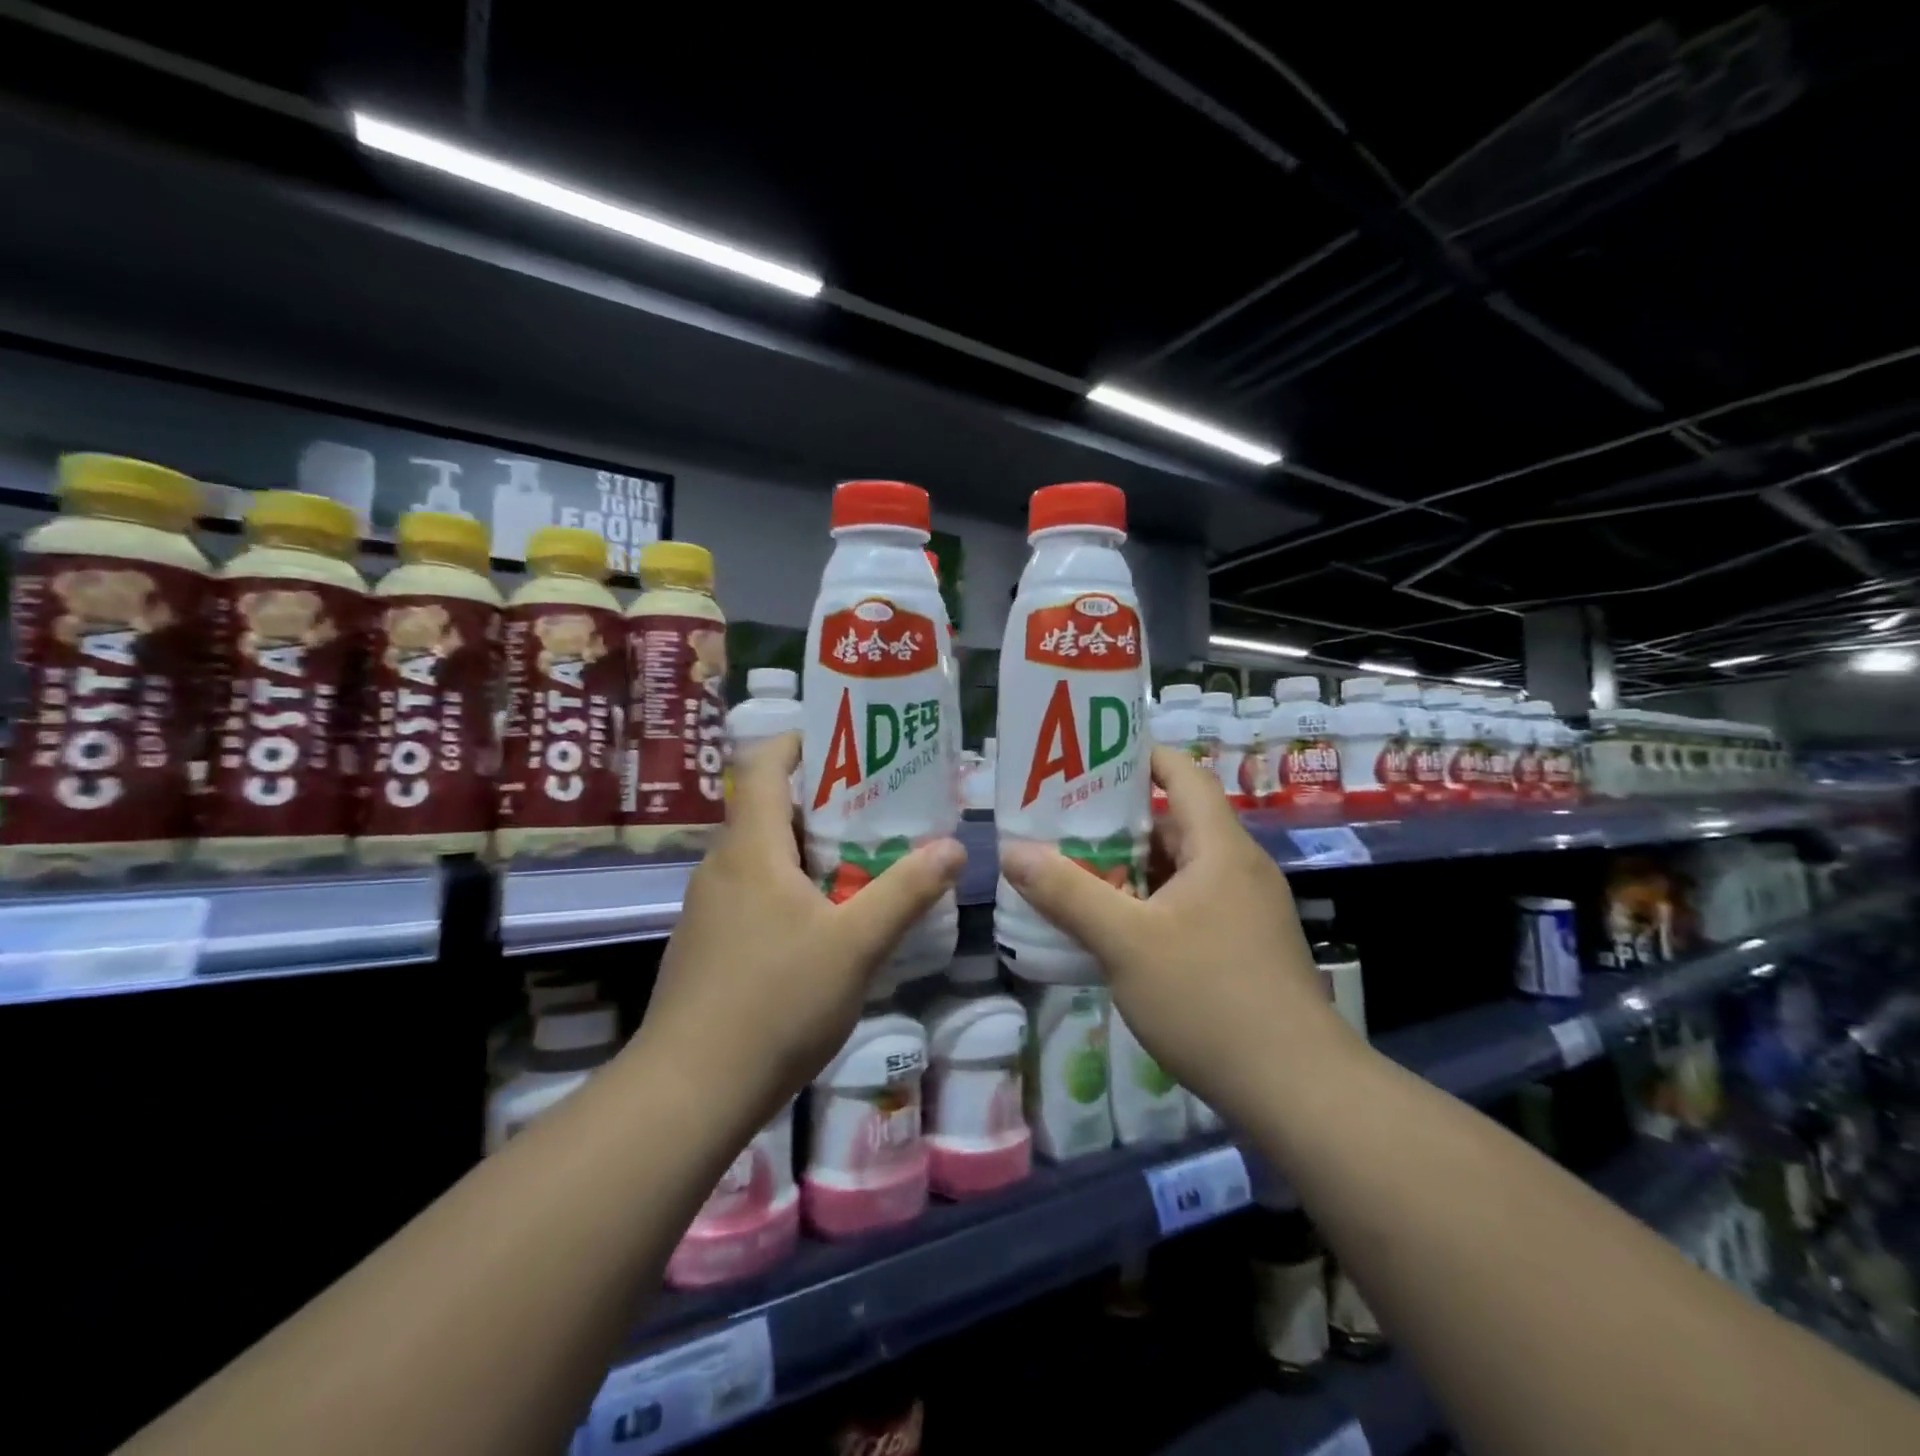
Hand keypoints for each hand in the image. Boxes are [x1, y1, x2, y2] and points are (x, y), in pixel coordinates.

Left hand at [634, 732, 964, 1138]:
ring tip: (864, 862)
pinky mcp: (707, 944)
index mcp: (751, 848)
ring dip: (810, 849)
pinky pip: (753, 892)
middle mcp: (721, 866)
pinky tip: (825, 923)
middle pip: (770, 809)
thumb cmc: (776, 1003)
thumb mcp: (856, 945)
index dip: (800, 742)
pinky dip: (790, 887)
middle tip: (879, 809)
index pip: (765, 765)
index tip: (847, 742)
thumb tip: (954, 847)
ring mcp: (708, 907)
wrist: (689, 1092)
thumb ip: (906, 892)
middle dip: (824, 802)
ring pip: (763, 856)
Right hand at [999, 747, 1348, 1119]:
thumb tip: (1013, 852)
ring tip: (1074, 874)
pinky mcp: (1245, 948)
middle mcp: (1239, 869)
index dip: (1139, 756)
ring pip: (1180, 870)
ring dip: (1130, 868)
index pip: (1183, 774)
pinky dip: (1150, 904)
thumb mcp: (1126, 943)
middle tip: (1061, 825)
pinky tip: (1113, 929)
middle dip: (1118, 821)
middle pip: (1175, 823)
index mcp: (1220, 848)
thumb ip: (1067, 893)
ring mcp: (1246, 911)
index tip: (1089, 760)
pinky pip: (1189, 905)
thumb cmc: (1210, 998)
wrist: (1297, 1091)